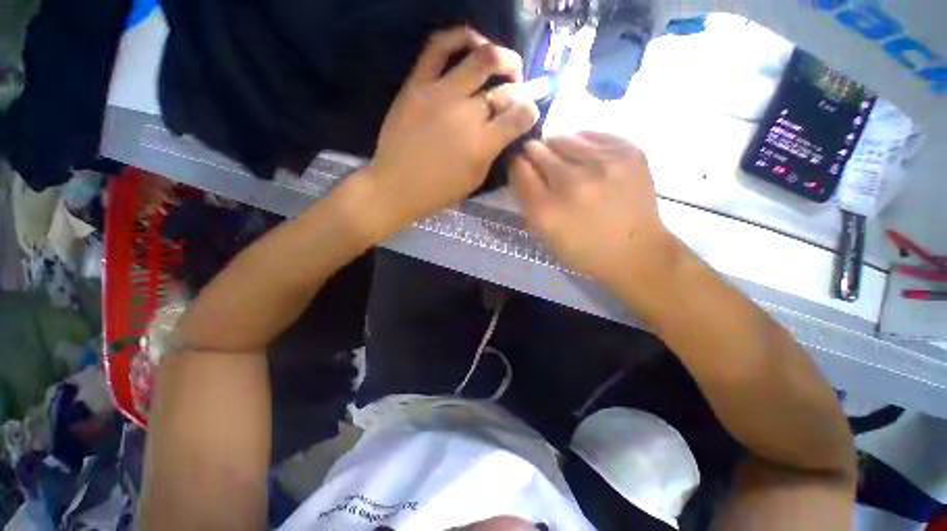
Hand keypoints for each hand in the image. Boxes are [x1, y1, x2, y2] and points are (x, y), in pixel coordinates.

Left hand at [366, 27, 540, 228]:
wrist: (396, 186)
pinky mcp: (417, 84)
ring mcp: (440, 94)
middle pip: (504, 85)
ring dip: (500, 55)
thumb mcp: (475, 179)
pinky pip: (438, 47)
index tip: (531, 110)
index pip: (520, 115)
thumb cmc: (439, 191)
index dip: (532, 109)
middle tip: (520, 83)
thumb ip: (493, 151)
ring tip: (503, 61)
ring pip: (480, 57)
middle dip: (522, 81)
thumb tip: (505, 129)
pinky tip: (472, 41)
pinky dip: (460, 37)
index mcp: (482, 144)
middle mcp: (466, 114)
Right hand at [511, 132, 676, 281]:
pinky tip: (587, 160)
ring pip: (563, 137)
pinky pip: (591, 135)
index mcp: (547, 210)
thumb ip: (527, 199)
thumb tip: (522, 163)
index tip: (520, 165)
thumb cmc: (582, 249)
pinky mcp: (628, 152)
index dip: (516, 164)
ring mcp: (603, 164)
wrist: (635, 252)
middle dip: (534, 154)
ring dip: (557, 147)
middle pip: (538, 149)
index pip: (519, 168)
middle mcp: (572, 183)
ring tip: (566, 163)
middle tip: (543, 165)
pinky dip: (582, 144)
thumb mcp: (544, 233)